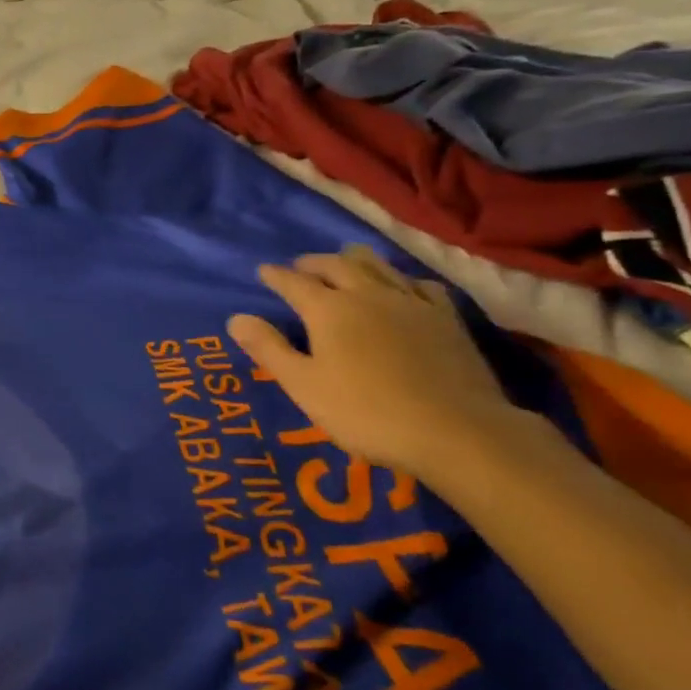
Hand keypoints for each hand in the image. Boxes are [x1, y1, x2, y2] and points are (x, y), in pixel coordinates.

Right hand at [227, 244, 532, 488]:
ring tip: (345, 261)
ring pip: (378, 266)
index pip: (294, 283)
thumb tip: (236, 318)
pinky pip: (419, 284)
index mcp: (328, 310)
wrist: (454, 429)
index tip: (263, 271)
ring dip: (354, 260)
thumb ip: (269, 350)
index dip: (276, 276)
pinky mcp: (445, 317)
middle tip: (301, 266)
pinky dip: (401, 279)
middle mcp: (367, 294)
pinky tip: (402, 287)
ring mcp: (410, 302)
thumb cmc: (366, 412)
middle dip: (313, 263)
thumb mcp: (305, 386)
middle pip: (336, 265)